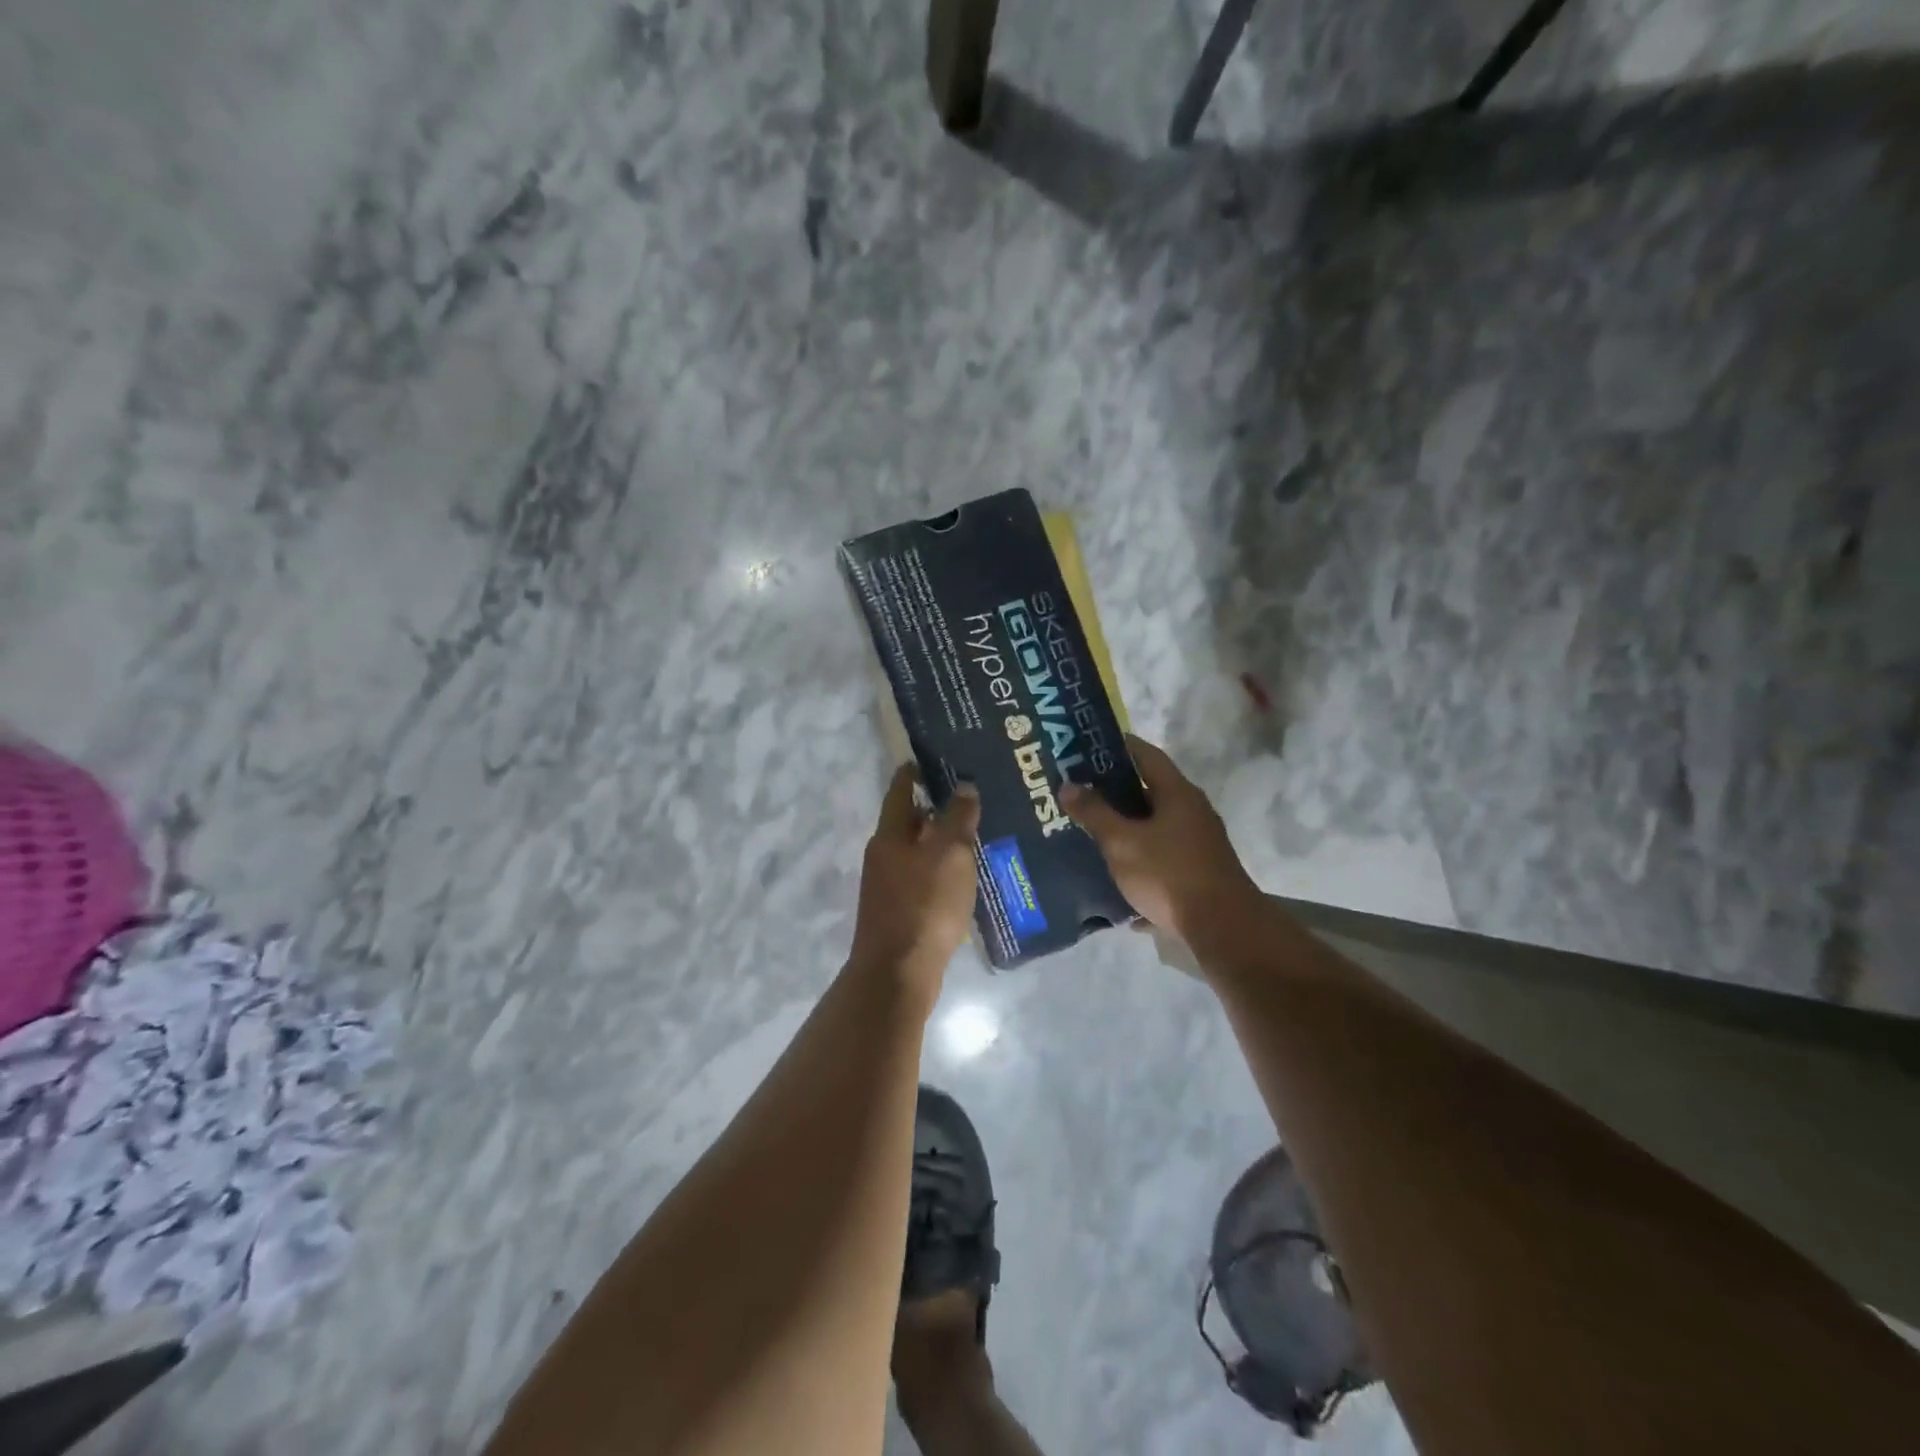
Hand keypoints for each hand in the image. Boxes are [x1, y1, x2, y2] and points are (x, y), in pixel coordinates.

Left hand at [848, 765, 981, 1003]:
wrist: (898, 973)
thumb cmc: (925, 905)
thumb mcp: (950, 854)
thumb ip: (958, 818)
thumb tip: (964, 787)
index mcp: (890, 835)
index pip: (900, 790)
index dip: (914, 772)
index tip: (932, 758)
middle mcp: (883, 855)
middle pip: (908, 821)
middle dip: (935, 808)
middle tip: (969, 797)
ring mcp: (887, 886)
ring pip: (916, 851)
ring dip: (940, 841)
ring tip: (973, 834)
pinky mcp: (898, 912)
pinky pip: (921, 878)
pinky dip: (940, 869)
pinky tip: (963, 875)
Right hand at [1061, 735, 1260, 940]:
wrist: (1222, 928)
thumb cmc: (1169, 874)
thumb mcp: (1123, 842)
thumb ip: (1095, 813)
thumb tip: (1069, 785)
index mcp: (1177, 793)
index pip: (1146, 755)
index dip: (1118, 746)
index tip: (1087, 745)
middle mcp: (1192, 811)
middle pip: (1148, 790)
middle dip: (1113, 790)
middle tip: (1078, 790)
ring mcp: (1198, 841)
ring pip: (1153, 825)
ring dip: (1124, 825)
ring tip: (1088, 828)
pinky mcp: (1197, 870)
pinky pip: (1160, 853)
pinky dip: (1137, 855)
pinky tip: (1113, 870)